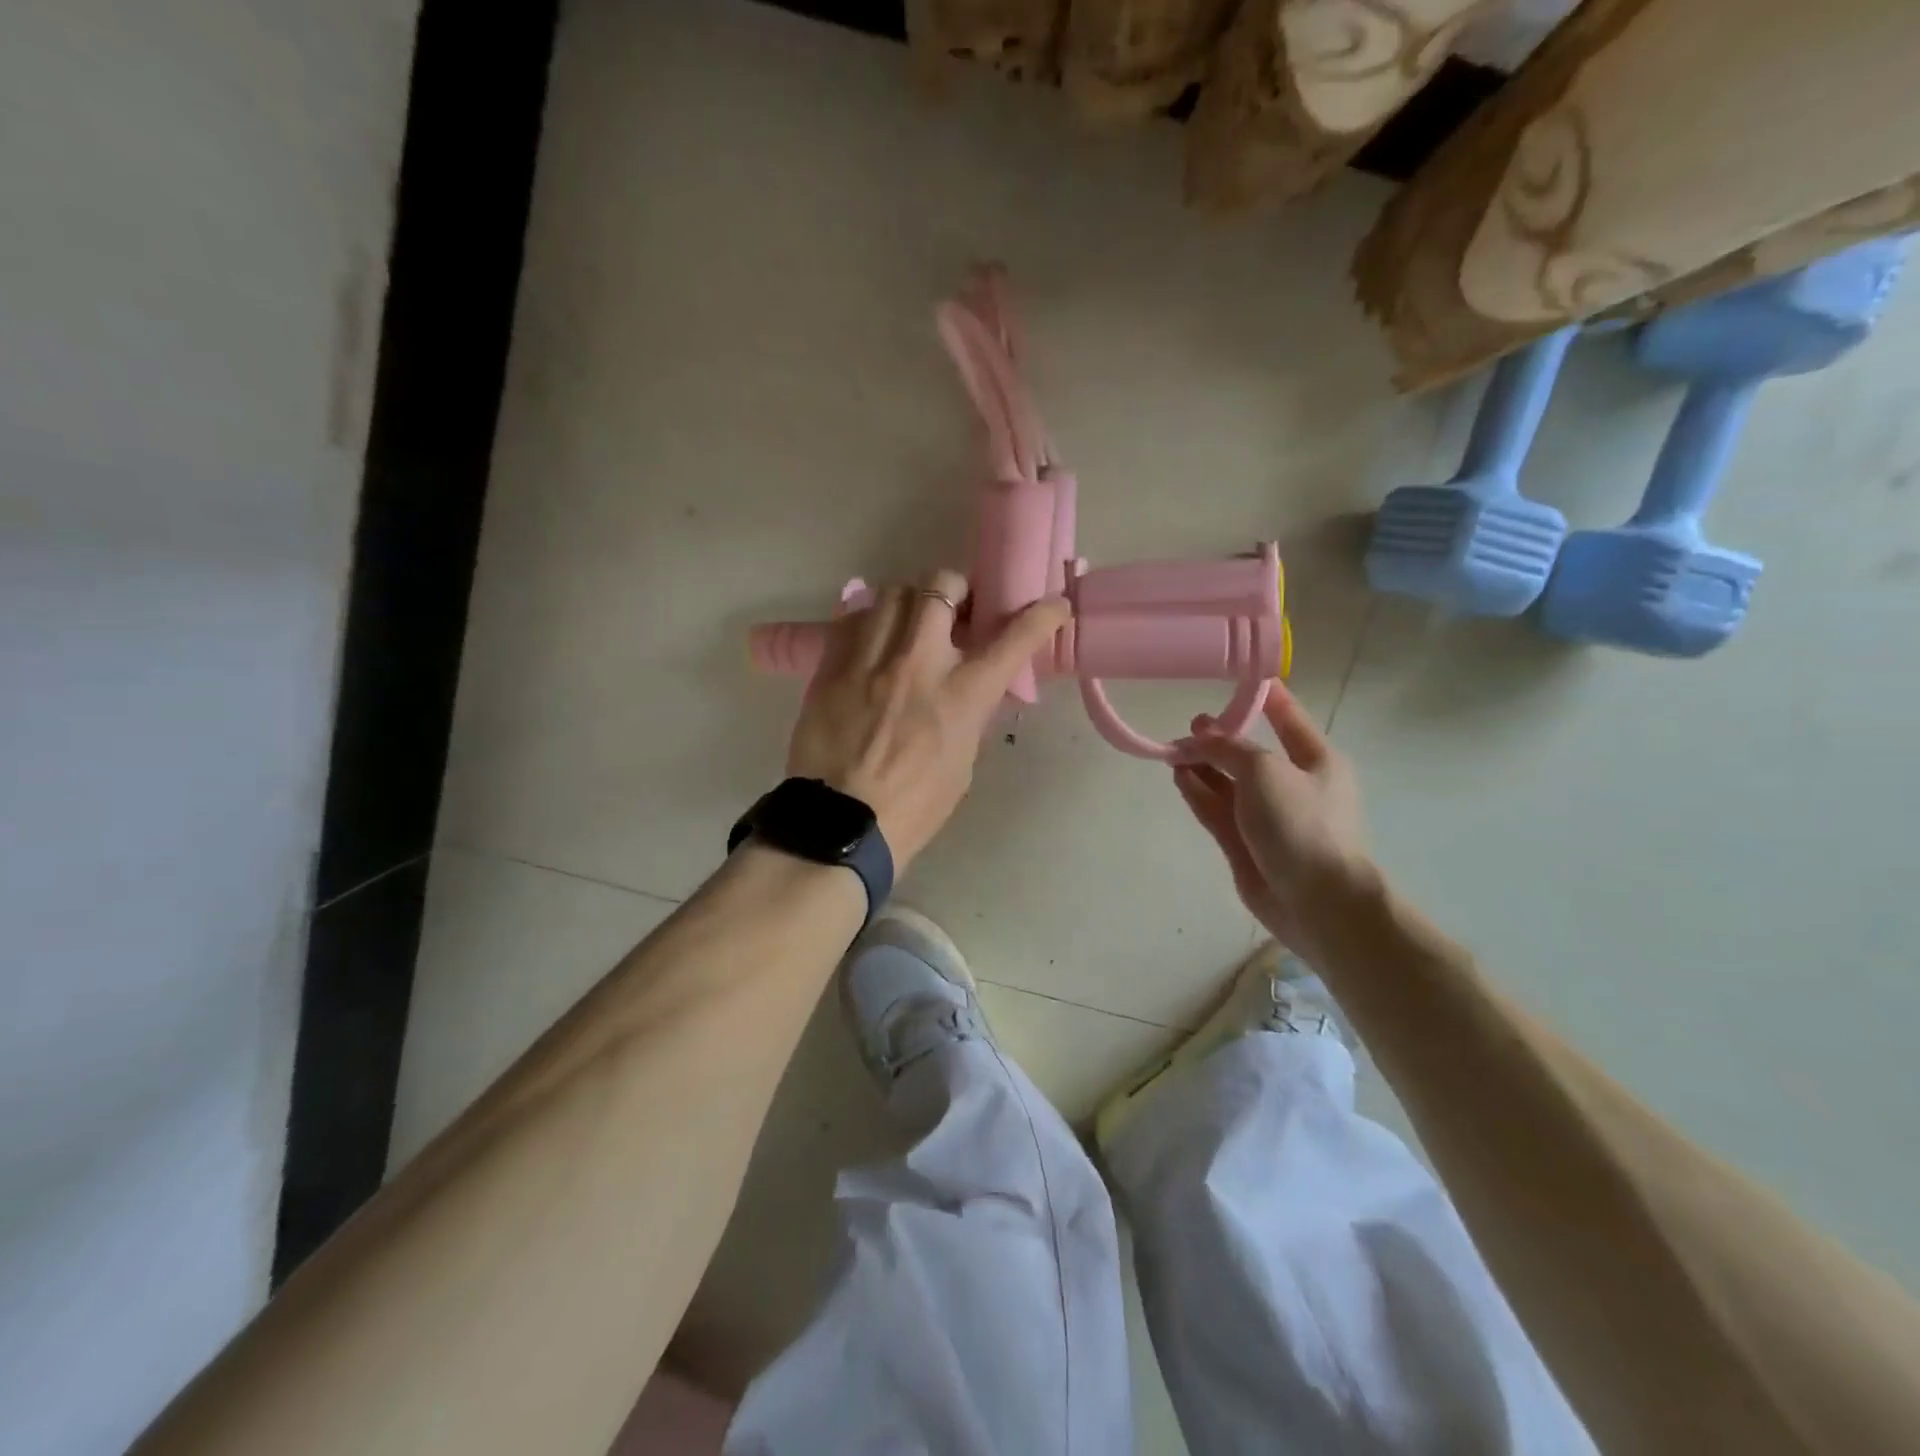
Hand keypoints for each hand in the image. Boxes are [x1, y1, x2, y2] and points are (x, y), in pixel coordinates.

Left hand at [785, 570, 1069, 869]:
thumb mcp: (961, 763)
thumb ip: (967, 714)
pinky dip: (869, 622)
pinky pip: (852, 619)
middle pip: (942, 587)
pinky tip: (871, 642)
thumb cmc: (913, 807)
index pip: (1013, 639)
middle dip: (956, 590)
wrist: (841, 826)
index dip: (1041, 615)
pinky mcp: (831, 666)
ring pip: (893, 592)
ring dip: (910, 602)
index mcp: (961, 695)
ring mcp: (870, 659)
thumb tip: (965, 688)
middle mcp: (918, 663)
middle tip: (955, 610)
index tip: (1053, 604)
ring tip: (909, 624)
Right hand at [1171, 685, 1372, 960]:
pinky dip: (1198, 792)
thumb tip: (1198, 739)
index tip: (1234, 676)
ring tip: (1173, 750)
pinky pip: (1217, 808)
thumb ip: (1228, 748)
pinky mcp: (1245, 843)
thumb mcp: (1265, 770)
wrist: (1318, 902)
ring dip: (1203, 765)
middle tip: (1189, 727)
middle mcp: (1292, 784)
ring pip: (1229, 782)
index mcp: (1316, 759)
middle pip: (1250, 751)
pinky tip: (1178, 776)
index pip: (1286, 716)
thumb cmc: (1301, 824)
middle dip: (1220, 737)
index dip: (1262, 696)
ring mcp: (1268, 816)